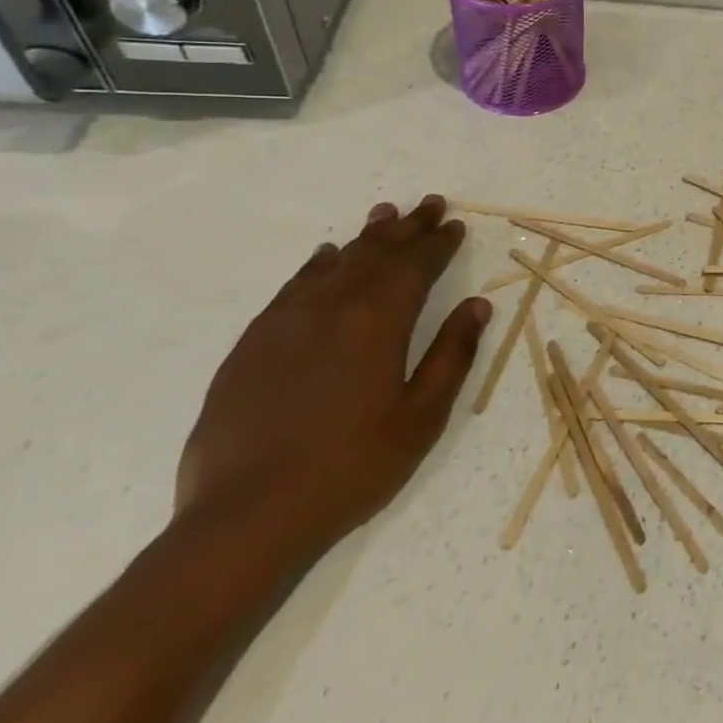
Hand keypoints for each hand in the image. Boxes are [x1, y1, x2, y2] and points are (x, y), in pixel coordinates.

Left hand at [175, 195, 490, 558]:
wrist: (246, 517)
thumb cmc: (351, 467)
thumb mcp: (422, 417)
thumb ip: (451, 355)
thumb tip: (476, 305)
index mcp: (378, 323)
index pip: (415, 266)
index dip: (438, 243)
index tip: (454, 225)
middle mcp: (332, 308)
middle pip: (375, 254)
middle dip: (407, 227)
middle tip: (429, 204)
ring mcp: (285, 324)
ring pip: (334, 264)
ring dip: (364, 237)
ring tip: (384, 215)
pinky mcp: (251, 346)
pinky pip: (292, 288)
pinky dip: (315, 266)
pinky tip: (324, 258)